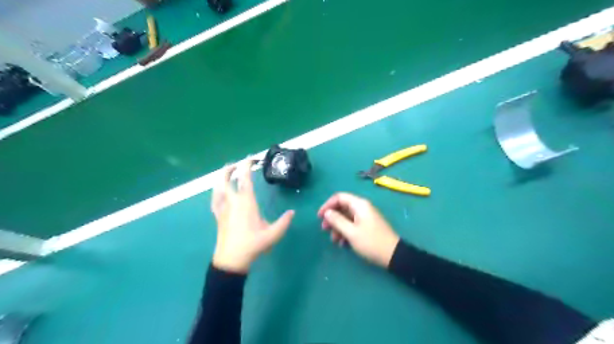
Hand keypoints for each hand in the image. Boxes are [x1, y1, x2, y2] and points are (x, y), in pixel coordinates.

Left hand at [212, 161, 294, 273]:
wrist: (231, 260)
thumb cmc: (252, 245)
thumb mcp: (273, 234)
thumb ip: (284, 222)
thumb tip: (292, 212)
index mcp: (246, 203)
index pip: (245, 179)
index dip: (246, 166)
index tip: (250, 159)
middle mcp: (232, 202)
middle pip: (226, 180)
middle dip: (230, 169)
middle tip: (236, 164)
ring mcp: (223, 209)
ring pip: (217, 188)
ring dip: (221, 178)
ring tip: (226, 173)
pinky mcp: (218, 217)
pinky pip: (214, 200)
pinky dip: (216, 192)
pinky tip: (218, 192)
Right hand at [319, 192, 401, 266]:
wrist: (393, 255)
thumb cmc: (371, 242)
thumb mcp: (351, 232)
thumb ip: (337, 220)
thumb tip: (327, 212)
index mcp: (359, 205)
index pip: (339, 197)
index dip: (327, 205)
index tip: (319, 217)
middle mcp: (362, 207)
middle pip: (342, 207)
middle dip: (332, 218)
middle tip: (324, 229)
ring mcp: (365, 217)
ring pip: (346, 217)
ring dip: (338, 227)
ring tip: (334, 240)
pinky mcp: (367, 225)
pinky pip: (352, 224)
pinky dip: (345, 231)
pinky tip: (343, 243)